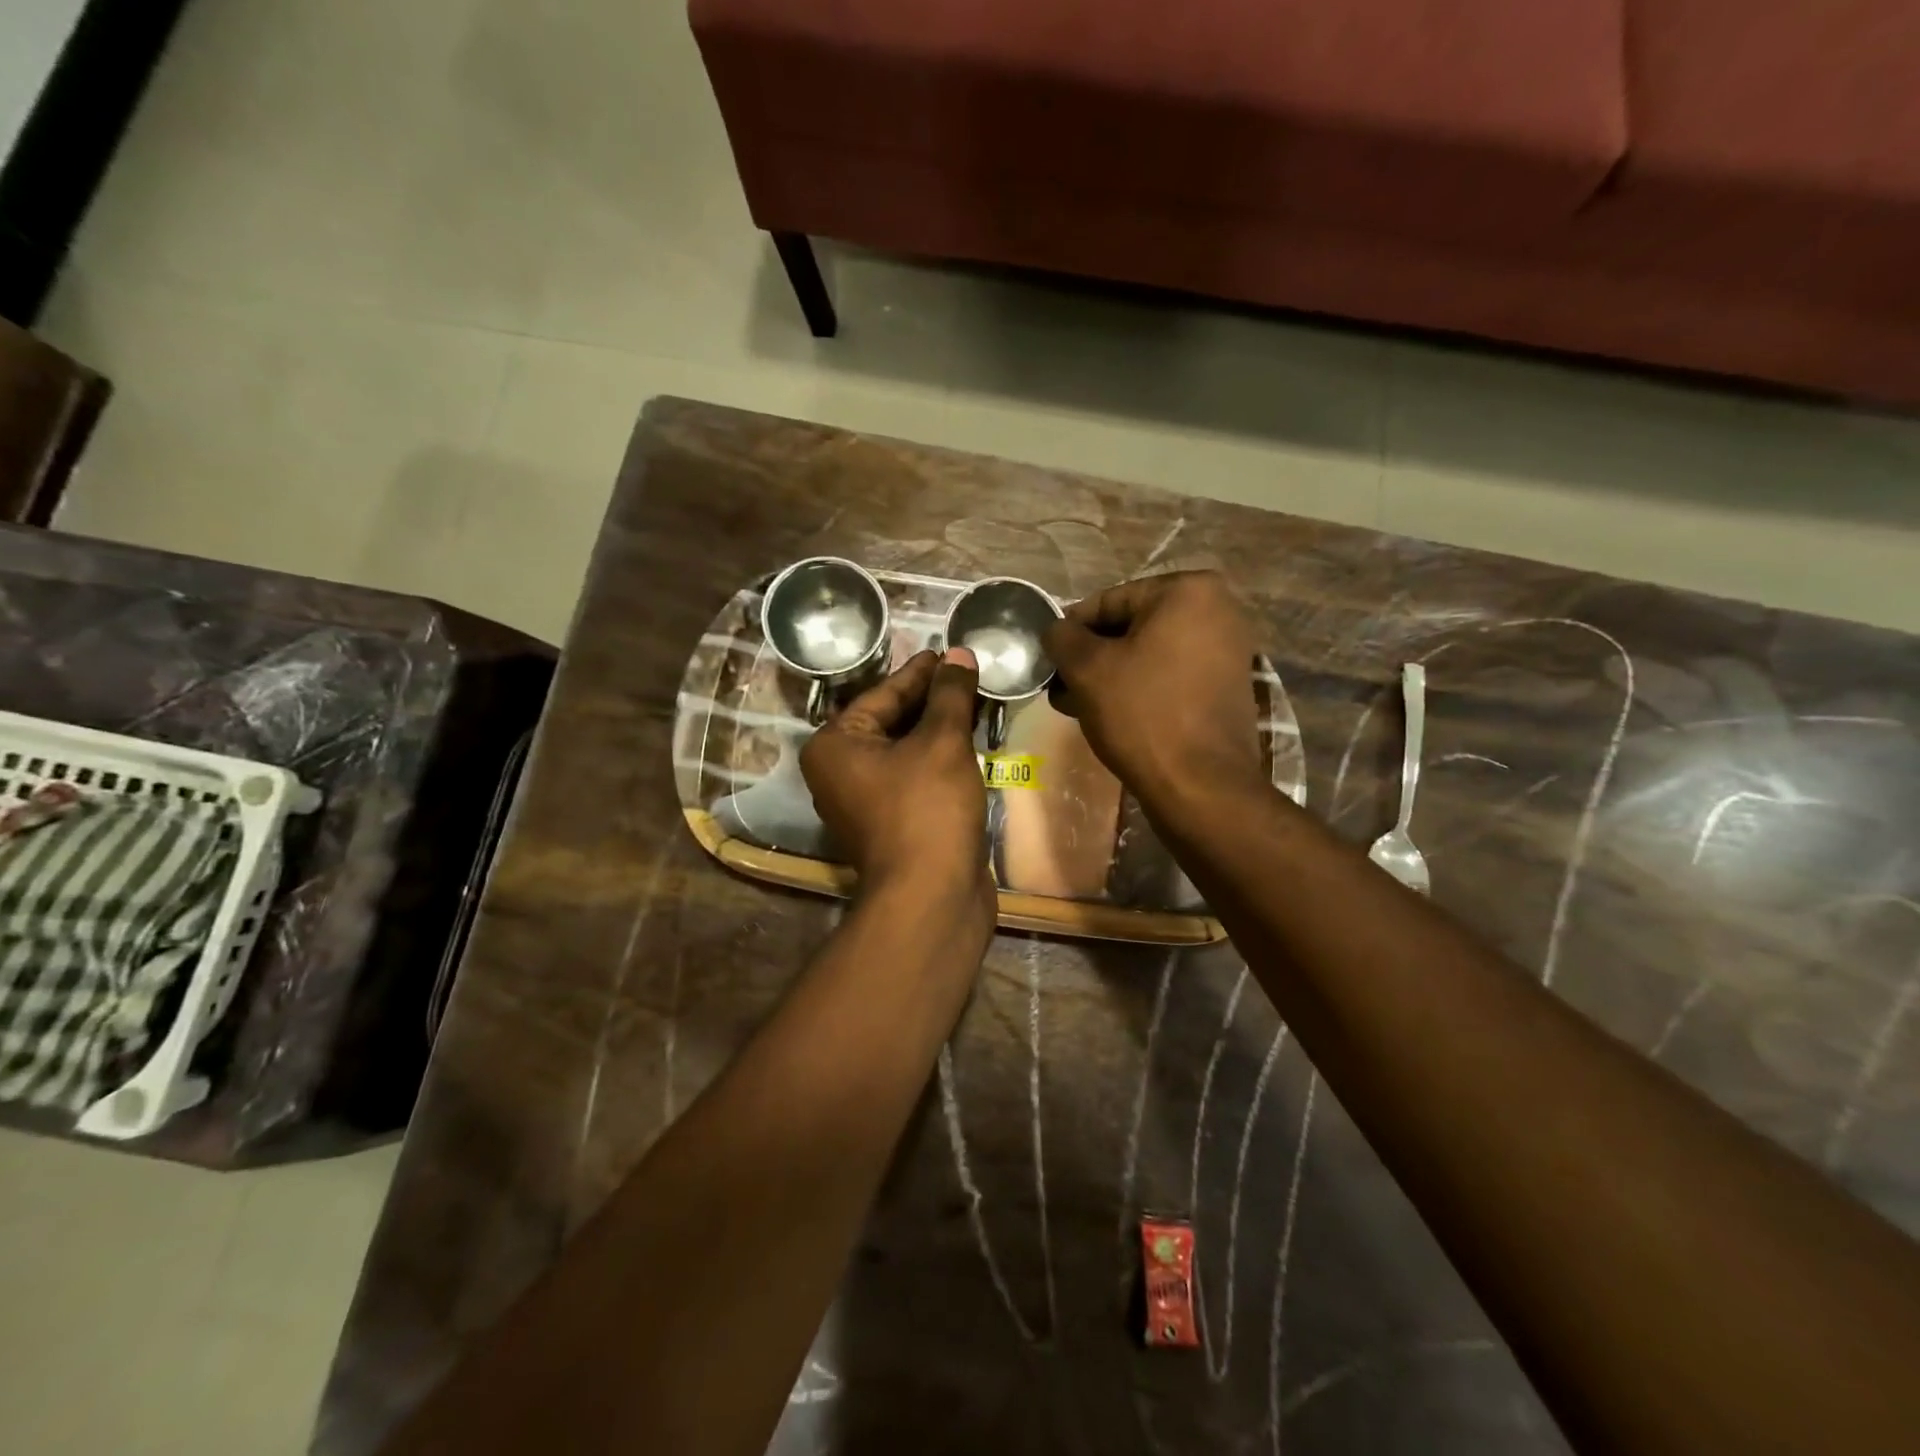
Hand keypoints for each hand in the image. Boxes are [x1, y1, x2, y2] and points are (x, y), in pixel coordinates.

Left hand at [800, 648, 991, 905]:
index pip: (883, 694)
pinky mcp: (893, 824)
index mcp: (835, 746)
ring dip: (939, 728)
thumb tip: (960, 654)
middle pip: (892, 721)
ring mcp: (865, 802)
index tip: (948, 652)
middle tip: (967, 673)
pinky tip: (970, 741)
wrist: (932, 897)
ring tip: (975, 700)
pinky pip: (915, 776)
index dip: (921, 672)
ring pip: (906, 750)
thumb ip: (950, 694)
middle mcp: (839, 772)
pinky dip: (940, 758)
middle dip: (932, 699)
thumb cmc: (927, 808)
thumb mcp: (942, 741)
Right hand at [1043, 571, 1264, 811]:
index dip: (1071, 632)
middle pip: (1131, 627)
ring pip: (1148, 654)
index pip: (1108, 601)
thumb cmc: (1142, 714)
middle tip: (1061, 687)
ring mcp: (1228, 649)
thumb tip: (1056, 630)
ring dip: (1110, 675)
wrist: (1201, 786)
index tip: (1048, 661)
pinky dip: (1140, 688)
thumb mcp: (1087, 669)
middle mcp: (1218, 610)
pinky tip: (1110, 715)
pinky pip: (1170, 675)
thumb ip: (1062, 637)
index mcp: (1188, 590)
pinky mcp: (1227, 686)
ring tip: (1077, 705)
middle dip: (1092, 657)